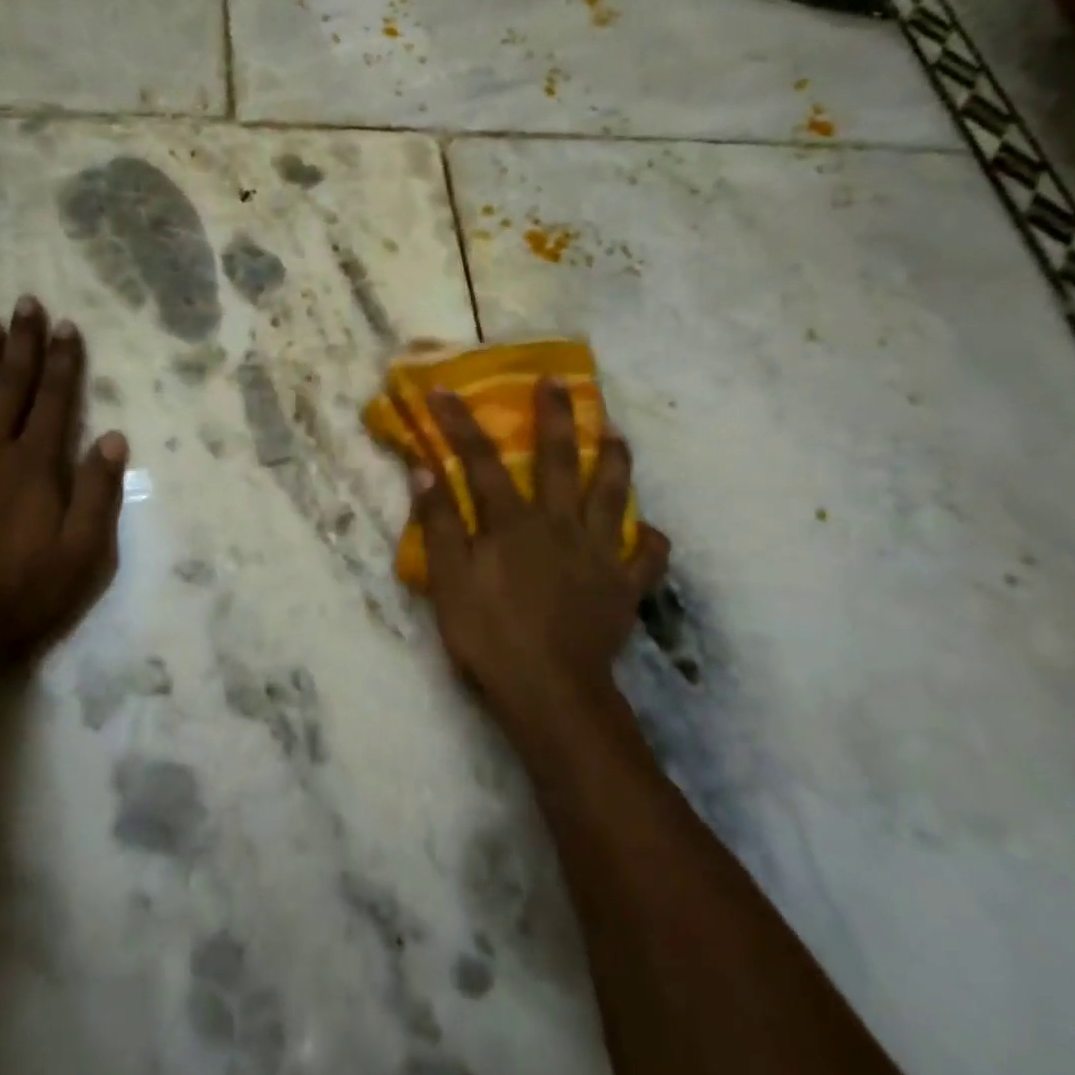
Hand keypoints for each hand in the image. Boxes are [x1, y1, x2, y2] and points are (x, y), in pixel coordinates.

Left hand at [0, 297, 126, 670]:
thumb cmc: (24, 594)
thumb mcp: (84, 553)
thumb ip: (98, 491)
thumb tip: (113, 437)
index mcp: (34, 466)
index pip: (55, 401)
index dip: (63, 361)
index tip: (66, 326)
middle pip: (10, 387)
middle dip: (22, 344)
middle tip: (25, 303)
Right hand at [413, 380, 668, 748]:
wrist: (552, 692)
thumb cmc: (490, 636)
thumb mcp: (448, 582)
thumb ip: (438, 524)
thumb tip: (424, 470)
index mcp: (513, 523)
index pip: (481, 461)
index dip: (460, 423)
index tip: (444, 389)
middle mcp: (560, 525)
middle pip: (559, 460)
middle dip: (555, 417)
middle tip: (558, 382)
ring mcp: (599, 553)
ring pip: (613, 494)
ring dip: (614, 459)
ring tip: (616, 433)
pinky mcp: (625, 586)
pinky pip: (647, 556)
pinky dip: (650, 540)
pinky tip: (648, 531)